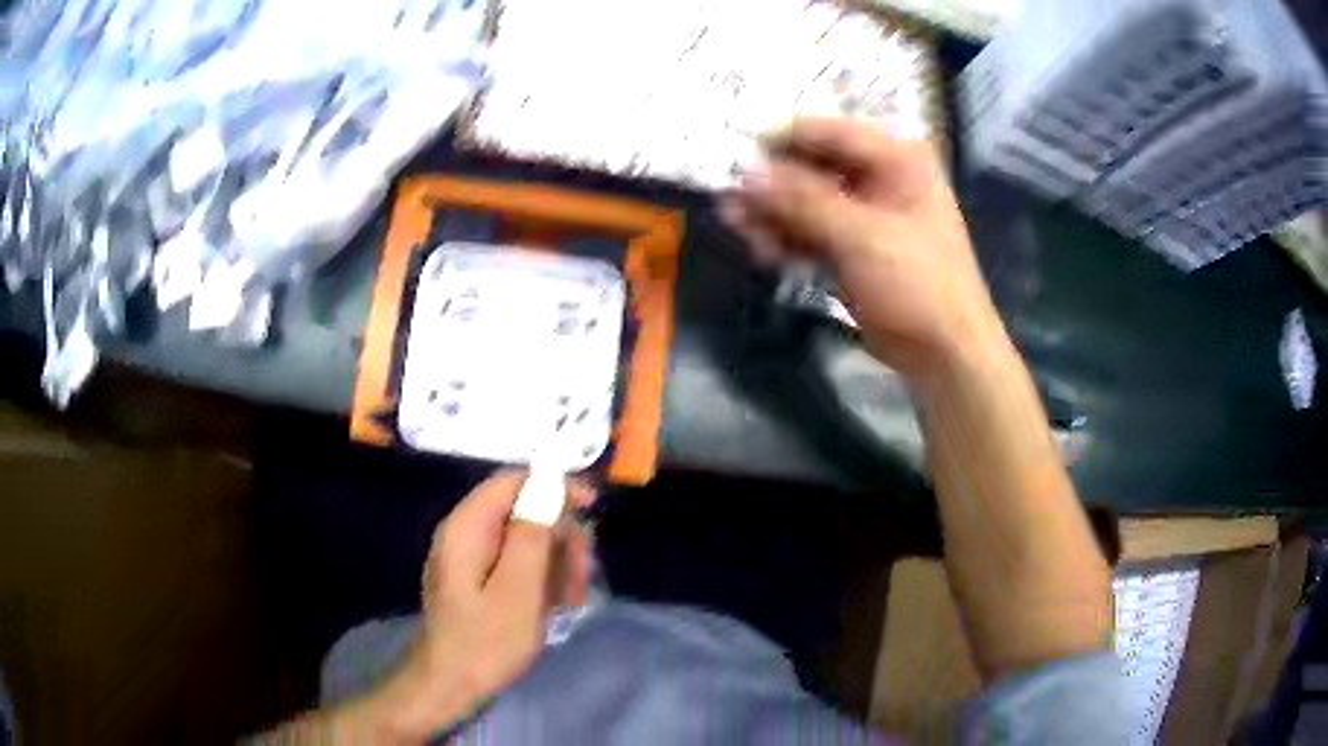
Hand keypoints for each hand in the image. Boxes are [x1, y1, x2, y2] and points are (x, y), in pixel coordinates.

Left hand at [361, 469, 595, 740]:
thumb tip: (549, 484)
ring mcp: (468, 558)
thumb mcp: (519, 591)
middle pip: (521, 510)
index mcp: (466, 528)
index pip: (512, 481)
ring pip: (522, 539)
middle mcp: (463, 533)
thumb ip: (532, 535)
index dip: (554, 487)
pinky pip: (514, 563)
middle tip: (583, 575)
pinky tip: (554, 606)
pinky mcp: (475, 581)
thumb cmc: (486, 642)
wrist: (449, 687)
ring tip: (572, 599)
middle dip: (559, 537)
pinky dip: (539, 578)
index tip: (591, 507)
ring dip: (554, 562)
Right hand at [720, 118, 1005, 380]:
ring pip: (809, 203)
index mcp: (897, 161)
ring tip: (733, 222)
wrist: (944, 353)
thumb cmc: (917, 283)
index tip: (736, 149)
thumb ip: (802, 201)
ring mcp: (867, 217)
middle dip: (773, 183)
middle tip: (729, 194)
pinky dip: (788, 240)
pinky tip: (760, 248)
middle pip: (815, 168)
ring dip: (774, 213)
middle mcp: (881, 180)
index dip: (783, 139)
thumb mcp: (861, 236)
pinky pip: (813, 234)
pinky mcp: (854, 251)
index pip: (831, 133)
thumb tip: (746, 173)